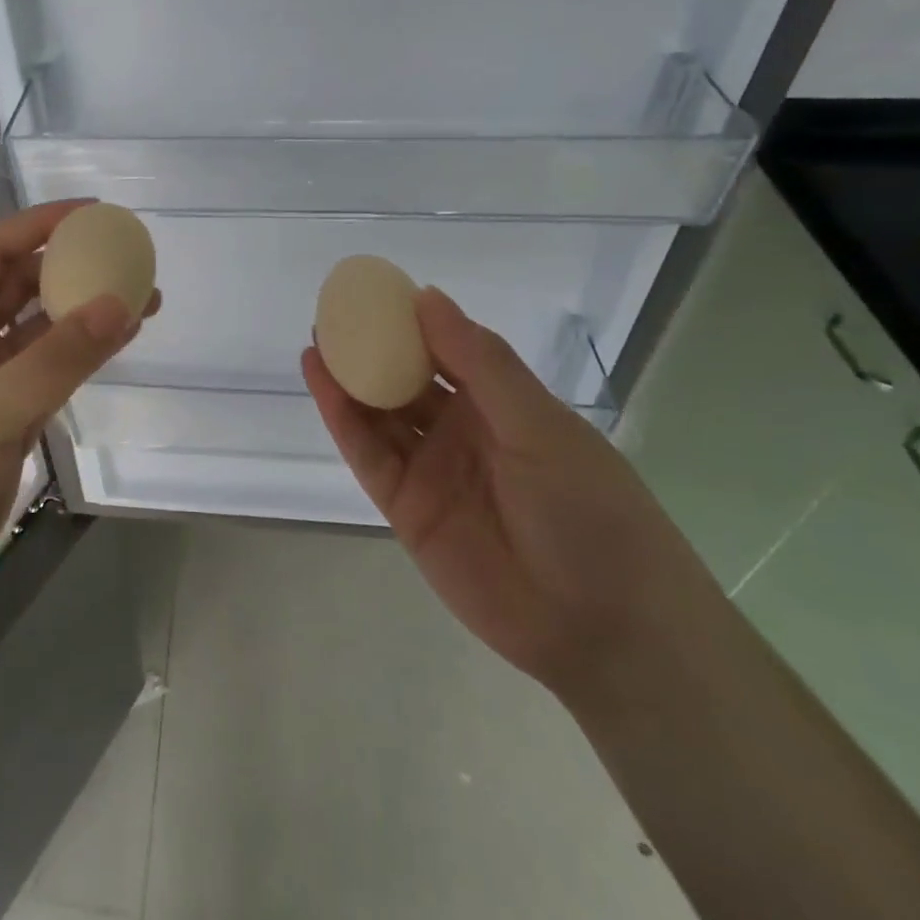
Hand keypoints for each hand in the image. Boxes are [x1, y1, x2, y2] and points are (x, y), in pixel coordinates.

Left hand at [0, 201, 158, 602]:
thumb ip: (59, 358)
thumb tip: (121, 303)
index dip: (39, 224)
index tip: (93, 213)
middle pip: (20, 287)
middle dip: (71, 268)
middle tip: (128, 261)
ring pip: (39, 332)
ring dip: (83, 314)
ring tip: (142, 302)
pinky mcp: (2, 419)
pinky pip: (47, 373)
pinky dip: (80, 357)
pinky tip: (117, 345)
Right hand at [302, 287, 719, 696]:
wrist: (603, 629)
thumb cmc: (590, 512)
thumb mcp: (540, 426)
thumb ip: (480, 363)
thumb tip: (427, 296)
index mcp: (503, 405)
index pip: (448, 349)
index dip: (412, 320)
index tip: (375, 289)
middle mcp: (462, 431)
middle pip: (406, 379)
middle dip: (371, 347)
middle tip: (332, 313)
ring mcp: (431, 469)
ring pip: (379, 414)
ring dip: (348, 379)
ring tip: (316, 341)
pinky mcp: (404, 507)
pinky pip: (367, 453)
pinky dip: (341, 419)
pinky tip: (321, 383)